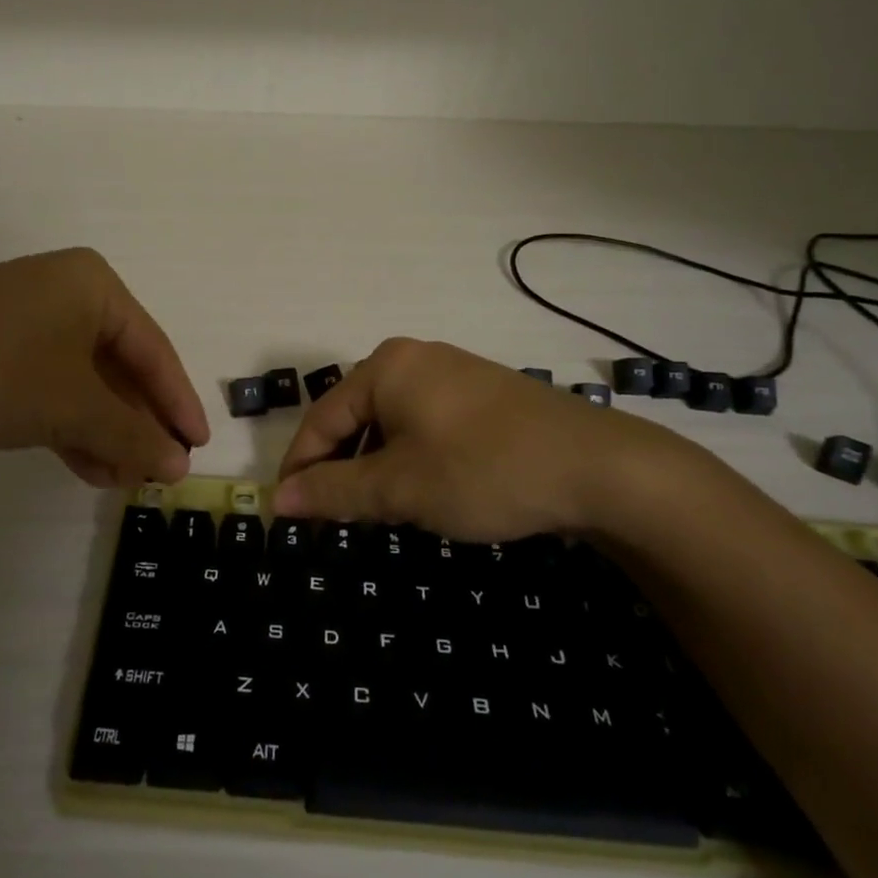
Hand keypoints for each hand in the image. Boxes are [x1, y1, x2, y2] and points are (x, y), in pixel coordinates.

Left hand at [0, 248, 208, 487]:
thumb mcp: (72, 406)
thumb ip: (131, 435)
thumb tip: (178, 465)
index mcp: (94, 287)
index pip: (154, 350)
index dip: (178, 403)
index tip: (198, 447)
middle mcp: (66, 295)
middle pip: (121, 368)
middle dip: (136, 424)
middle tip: (156, 471)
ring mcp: (29, 322)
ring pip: (85, 384)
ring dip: (105, 433)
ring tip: (121, 480)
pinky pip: (51, 389)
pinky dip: (71, 426)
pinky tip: (87, 467)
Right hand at [273, 338, 711, 541]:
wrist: (600, 467)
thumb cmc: (483, 470)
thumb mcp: (400, 487)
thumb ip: (333, 491)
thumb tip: (277, 500)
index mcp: (385, 367)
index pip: (321, 419)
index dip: (299, 468)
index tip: (286, 514)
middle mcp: (414, 358)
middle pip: (355, 417)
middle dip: (340, 468)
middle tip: (332, 518)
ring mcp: (453, 373)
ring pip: (391, 423)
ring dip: (376, 466)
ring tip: (378, 509)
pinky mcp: (483, 394)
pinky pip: (426, 423)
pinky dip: (411, 457)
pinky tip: (424, 489)